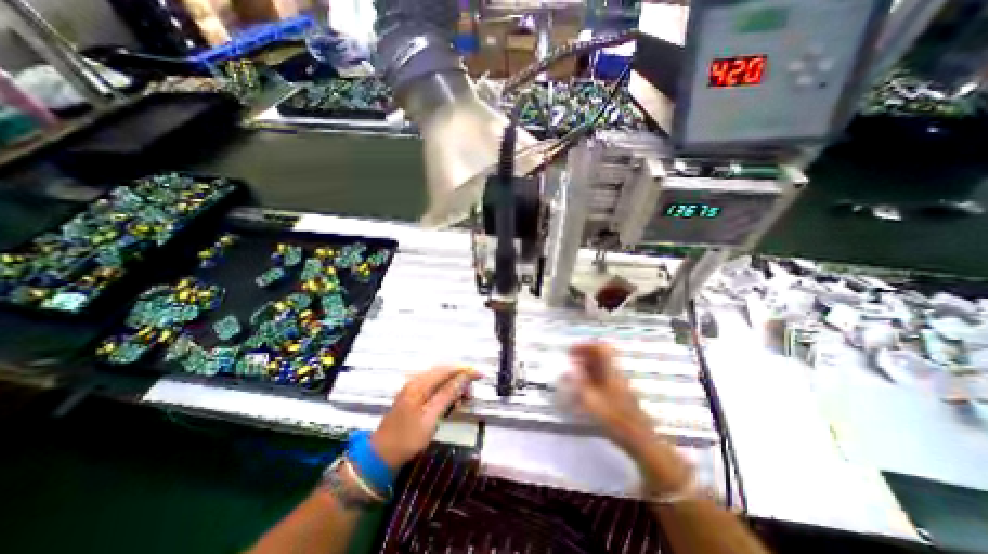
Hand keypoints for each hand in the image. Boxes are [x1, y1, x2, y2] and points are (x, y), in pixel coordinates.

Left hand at [371, 365, 478, 468]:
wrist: (380, 455)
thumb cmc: (408, 439)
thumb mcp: (431, 418)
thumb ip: (448, 395)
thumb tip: (464, 377)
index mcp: (420, 384)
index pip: (447, 370)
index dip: (465, 370)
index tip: (480, 375)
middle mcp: (416, 381)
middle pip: (443, 372)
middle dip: (460, 378)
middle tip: (471, 394)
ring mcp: (413, 388)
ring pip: (439, 379)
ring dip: (453, 385)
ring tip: (464, 399)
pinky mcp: (412, 395)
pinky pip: (433, 386)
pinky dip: (445, 391)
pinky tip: (450, 401)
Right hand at [564, 341, 653, 450]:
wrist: (639, 439)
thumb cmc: (614, 419)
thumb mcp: (592, 401)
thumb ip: (579, 384)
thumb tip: (569, 370)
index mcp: (611, 372)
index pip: (601, 348)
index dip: (585, 346)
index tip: (571, 350)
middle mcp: (615, 374)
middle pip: (601, 356)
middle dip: (584, 355)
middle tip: (569, 360)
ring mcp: (618, 383)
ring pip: (602, 367)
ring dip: (586, 365)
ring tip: (573, 372)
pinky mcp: (618, 393)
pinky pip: (603, 377)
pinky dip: (591, 376)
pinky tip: (583, 387)